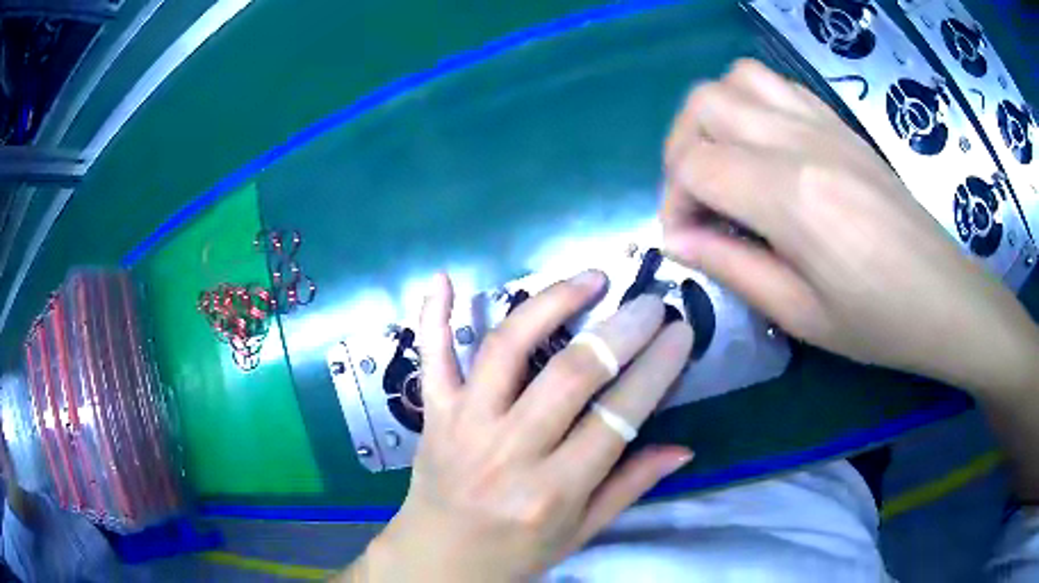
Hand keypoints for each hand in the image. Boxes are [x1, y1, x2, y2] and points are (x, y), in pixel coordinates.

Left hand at [353, 272, 692, 581]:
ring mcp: (463, 425)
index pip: (616, 418)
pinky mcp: (432, 414)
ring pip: (507, 349)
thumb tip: (684, 449)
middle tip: (650, 303)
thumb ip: (630, 486)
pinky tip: (444, 278)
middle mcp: (508, 451)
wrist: (438, 560)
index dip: (656, 369)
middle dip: (620, 331)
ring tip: (589, 279)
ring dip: (551, 304)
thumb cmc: (515, 552)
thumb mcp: (581, 533)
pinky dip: (434, 316)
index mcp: (553, 491)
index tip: (679, 333)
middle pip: (570, 376)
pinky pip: (431, 359)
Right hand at [661, 59, 1038, 392]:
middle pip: (703, 105)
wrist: (943, 295)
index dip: (673, 202)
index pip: (695, 165)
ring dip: (712, 117)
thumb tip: (677, 240)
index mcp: (791, 196)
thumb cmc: (877, 321)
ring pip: (735, 80)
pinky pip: (774, 84)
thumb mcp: (799, 314)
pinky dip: (749, 104)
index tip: (686, 239)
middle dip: (681, 149)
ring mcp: (822, 123)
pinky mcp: (838, 122)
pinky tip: (762, 147)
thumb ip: (731, 267)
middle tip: (698, 199)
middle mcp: (800, 141)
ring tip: (725, 163)